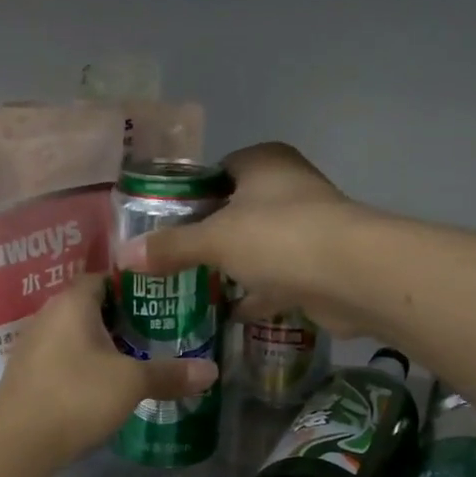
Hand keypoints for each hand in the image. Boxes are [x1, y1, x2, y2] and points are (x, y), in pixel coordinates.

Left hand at [0, 275, 217, 464]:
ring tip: (136, 358)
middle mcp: (48, 314)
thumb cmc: (77, 396)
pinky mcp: (26, 373)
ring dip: (102, 343)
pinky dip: (84, 362)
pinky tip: (103, 383)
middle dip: (123, 318)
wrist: (19, 442)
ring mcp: (33, 344)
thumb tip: (212, 371)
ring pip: (75, 333)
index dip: (135, 286)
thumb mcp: (132, 383)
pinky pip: (62, 356)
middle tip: (157, 332)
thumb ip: (170, 373)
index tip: (163, 301)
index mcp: (72, 302)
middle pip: (91, 306)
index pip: (105, 277)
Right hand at [118, 143, 363, 333]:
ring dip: (235, 267)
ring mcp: (309, 227)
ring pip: (259, 246)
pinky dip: (258, 294)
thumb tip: (123, 255)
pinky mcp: (319, 265)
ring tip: (194, 288)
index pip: (217, 172)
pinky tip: (230, 313)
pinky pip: (278, 278)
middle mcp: (289, 187)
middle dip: (209, 237)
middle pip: (237, 211)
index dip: (189, 198)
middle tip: (172, 262)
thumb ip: (171, 247)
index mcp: (264, 163)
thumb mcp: (214, 240)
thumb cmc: (279, 238)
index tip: (163, 226)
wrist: (352, 276)